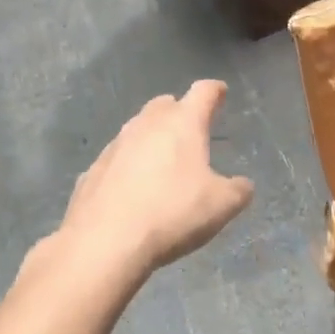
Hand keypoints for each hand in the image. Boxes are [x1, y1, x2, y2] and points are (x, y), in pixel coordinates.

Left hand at [60, 80, 252, 277]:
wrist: (104, 243)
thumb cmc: (172, 214)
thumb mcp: (221, 206)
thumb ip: (238, 190)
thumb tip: (242, 185)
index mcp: (183, 123)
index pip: (203, 92)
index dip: (214, 90)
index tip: (220, 92)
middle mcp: (147, 125)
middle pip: (165, 104)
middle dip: (179, 110)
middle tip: (190, 128)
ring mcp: (115, 146)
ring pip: (137, 129)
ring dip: (151, 137)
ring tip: (162, 158)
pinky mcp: (92, 171)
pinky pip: (116, 159)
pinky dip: (128, 165)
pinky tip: (132, 188)